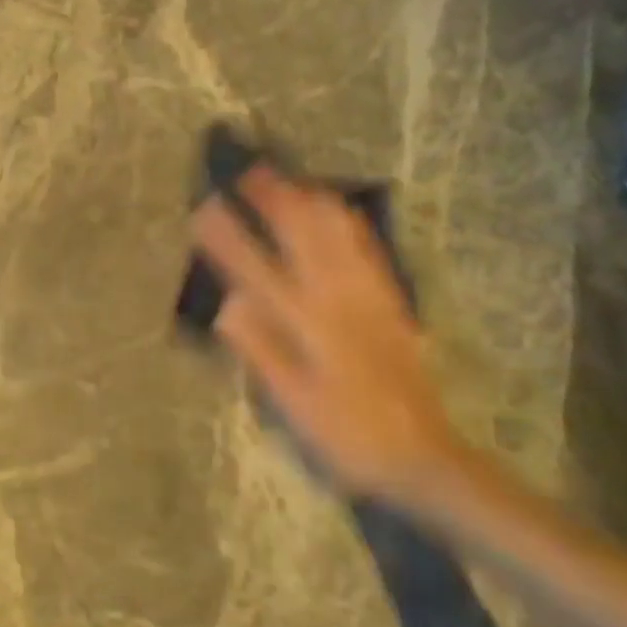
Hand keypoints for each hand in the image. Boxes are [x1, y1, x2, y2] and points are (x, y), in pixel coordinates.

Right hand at [190, 165, 462, 500]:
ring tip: (290, 178)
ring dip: (311, 202)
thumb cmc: (346, 433)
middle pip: (303, 236)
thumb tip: (227, 304)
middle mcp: (338, 300)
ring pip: (338, 236)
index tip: (203, 208)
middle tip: (250, 171)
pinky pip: (368, 251)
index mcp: (308, 324)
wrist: (422, 455)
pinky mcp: (390, 304)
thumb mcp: (294, 403)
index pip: (257, 269)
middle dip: (274, 200)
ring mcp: (369, 298)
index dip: (228, 237)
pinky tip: (341, 209)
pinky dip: (349, 224)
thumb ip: (261, 350)